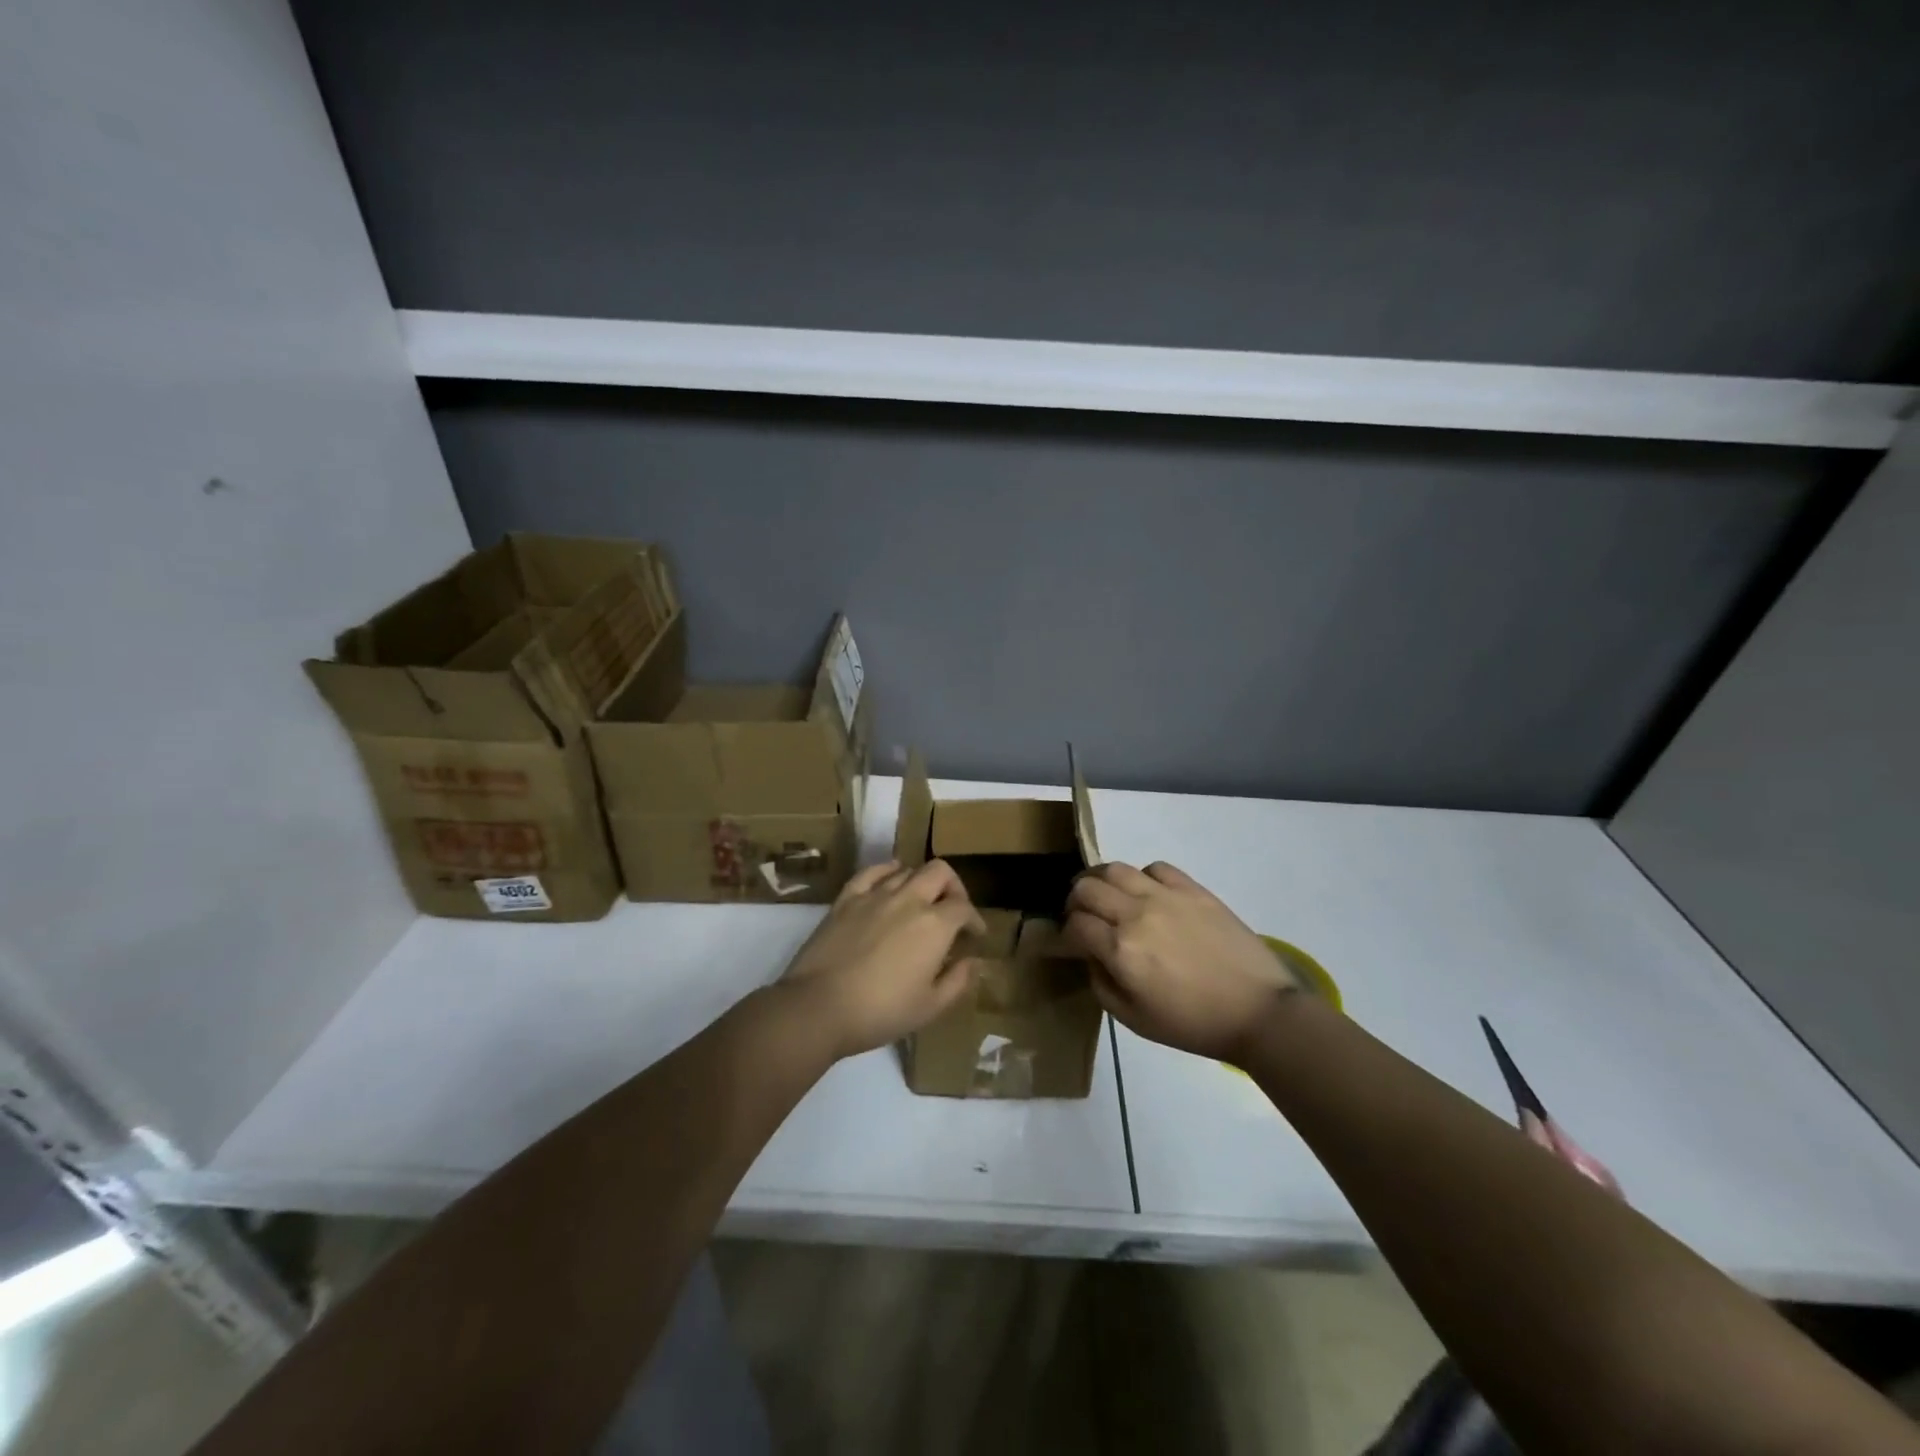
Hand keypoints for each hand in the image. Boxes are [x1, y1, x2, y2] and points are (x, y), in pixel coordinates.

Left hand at [778, 860, 985, 1058]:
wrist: (818, 1007)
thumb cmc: (880, 1012)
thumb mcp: (929, 1007)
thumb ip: (958, 981)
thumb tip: (974, 962)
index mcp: (935, 925)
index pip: (964, 907)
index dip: (974, 919)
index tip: (974, 935)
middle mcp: (908, 900)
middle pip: (940, 872)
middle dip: (953, 887)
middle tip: (953, 909)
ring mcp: (874, 895)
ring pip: (907, 870)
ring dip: (921, 882)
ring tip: (921, 902)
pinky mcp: (846, 899)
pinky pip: (872, 872)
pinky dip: (887, 870)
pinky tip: (891, 879)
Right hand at [1064, 861, 1297, 1063]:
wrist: (1257, 1011)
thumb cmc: (1193, 1024)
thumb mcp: (1134, 1021)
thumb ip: (1101, 985)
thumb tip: (1092, 956)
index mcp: (1121, 951)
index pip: (1076, 925)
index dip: (1066, 934)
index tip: (1072, 943)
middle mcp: (1137, 915)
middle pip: (1087, 888)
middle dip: (1076, 901)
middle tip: (1082, 916)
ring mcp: (1166, 896)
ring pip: (1116, 869)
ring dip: (1101, 880)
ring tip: (1106, 894)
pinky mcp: (1193, 889)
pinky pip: (1156, 867)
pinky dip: (1142, 876)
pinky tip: (1147, 893)